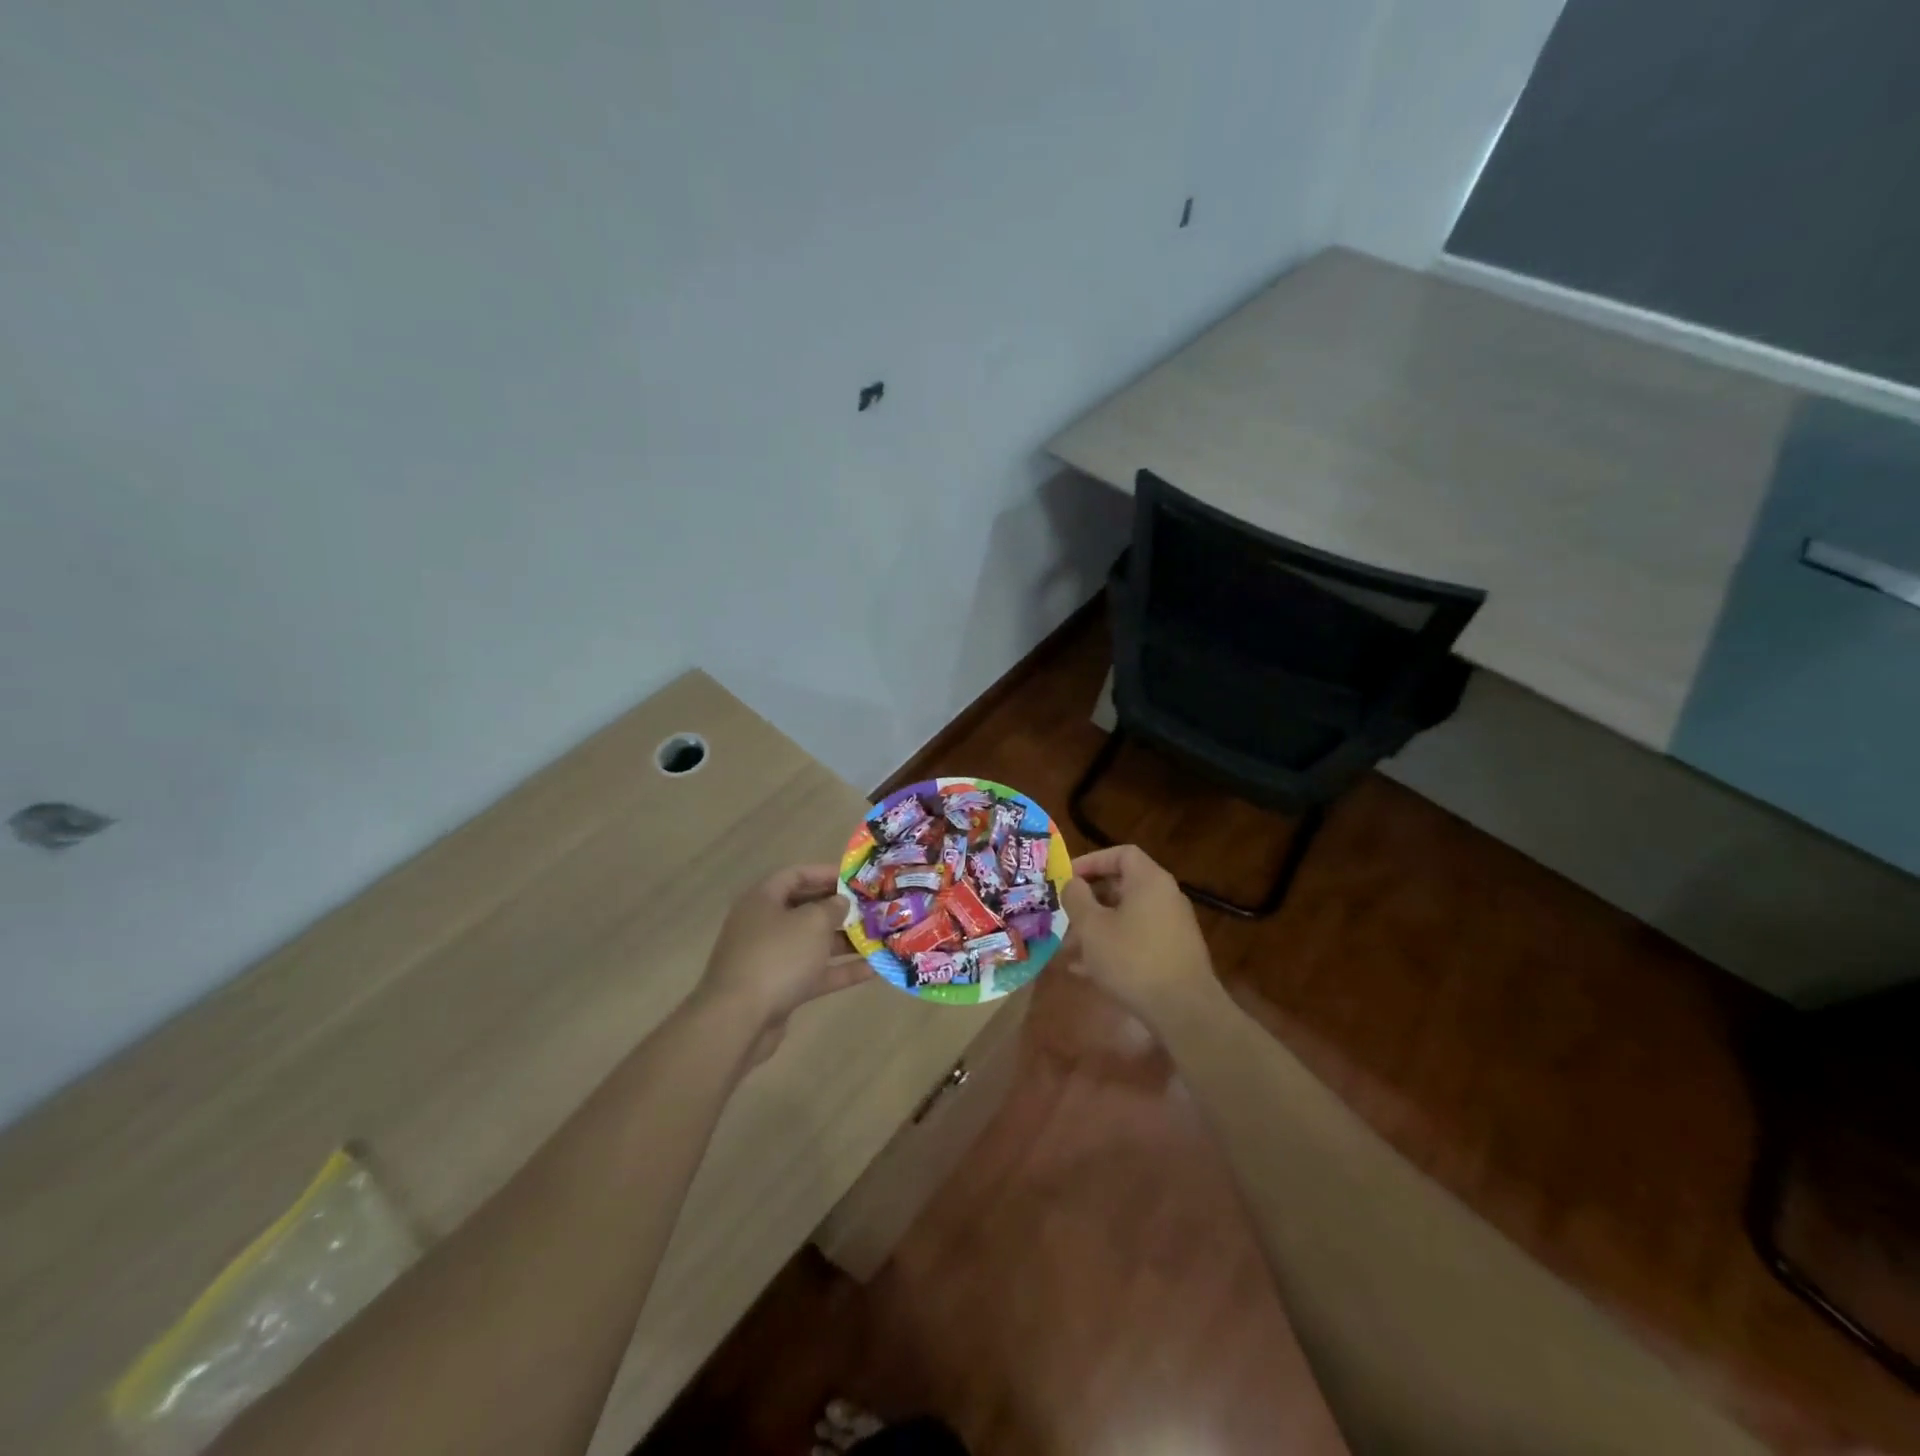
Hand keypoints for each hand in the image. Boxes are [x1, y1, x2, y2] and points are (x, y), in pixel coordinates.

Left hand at [694, 864, 868, 1063]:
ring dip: (844, 940)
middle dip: (840, 909)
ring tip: (879, 937)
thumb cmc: (777, 957)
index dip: (826, 873)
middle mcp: (764, 925)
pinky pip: (813, 973)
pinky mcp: (779, 989)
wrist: (738, 1020)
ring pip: (812, 943)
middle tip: (872, 907)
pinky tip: (873, 969)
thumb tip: (840, 902)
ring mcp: (770, 958)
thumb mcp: (811, 923)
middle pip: (806, 909)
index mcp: (763, 899)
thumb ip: (831, 907)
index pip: (796, 875)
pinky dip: (839, 970)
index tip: (857, 878)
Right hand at [1060, 845, 1217, 1025]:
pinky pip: (1137, 940)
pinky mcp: (1173, 954)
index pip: (1121, 854)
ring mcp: (1172, 927)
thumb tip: (1073, 883)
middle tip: (1064, 915)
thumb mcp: (1092, 927)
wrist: (1184, 1011)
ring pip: (1126, 917)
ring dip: (1096, 928)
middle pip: (1122, 886)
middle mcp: (1165, 897)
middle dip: (1089, 901)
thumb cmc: (1132, 959)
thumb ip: (1077, 898)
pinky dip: (1113, 947)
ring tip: (1068, 949)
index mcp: (1149, 881)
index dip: (1092, 861)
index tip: (1068, 878)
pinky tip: (1086, 971)